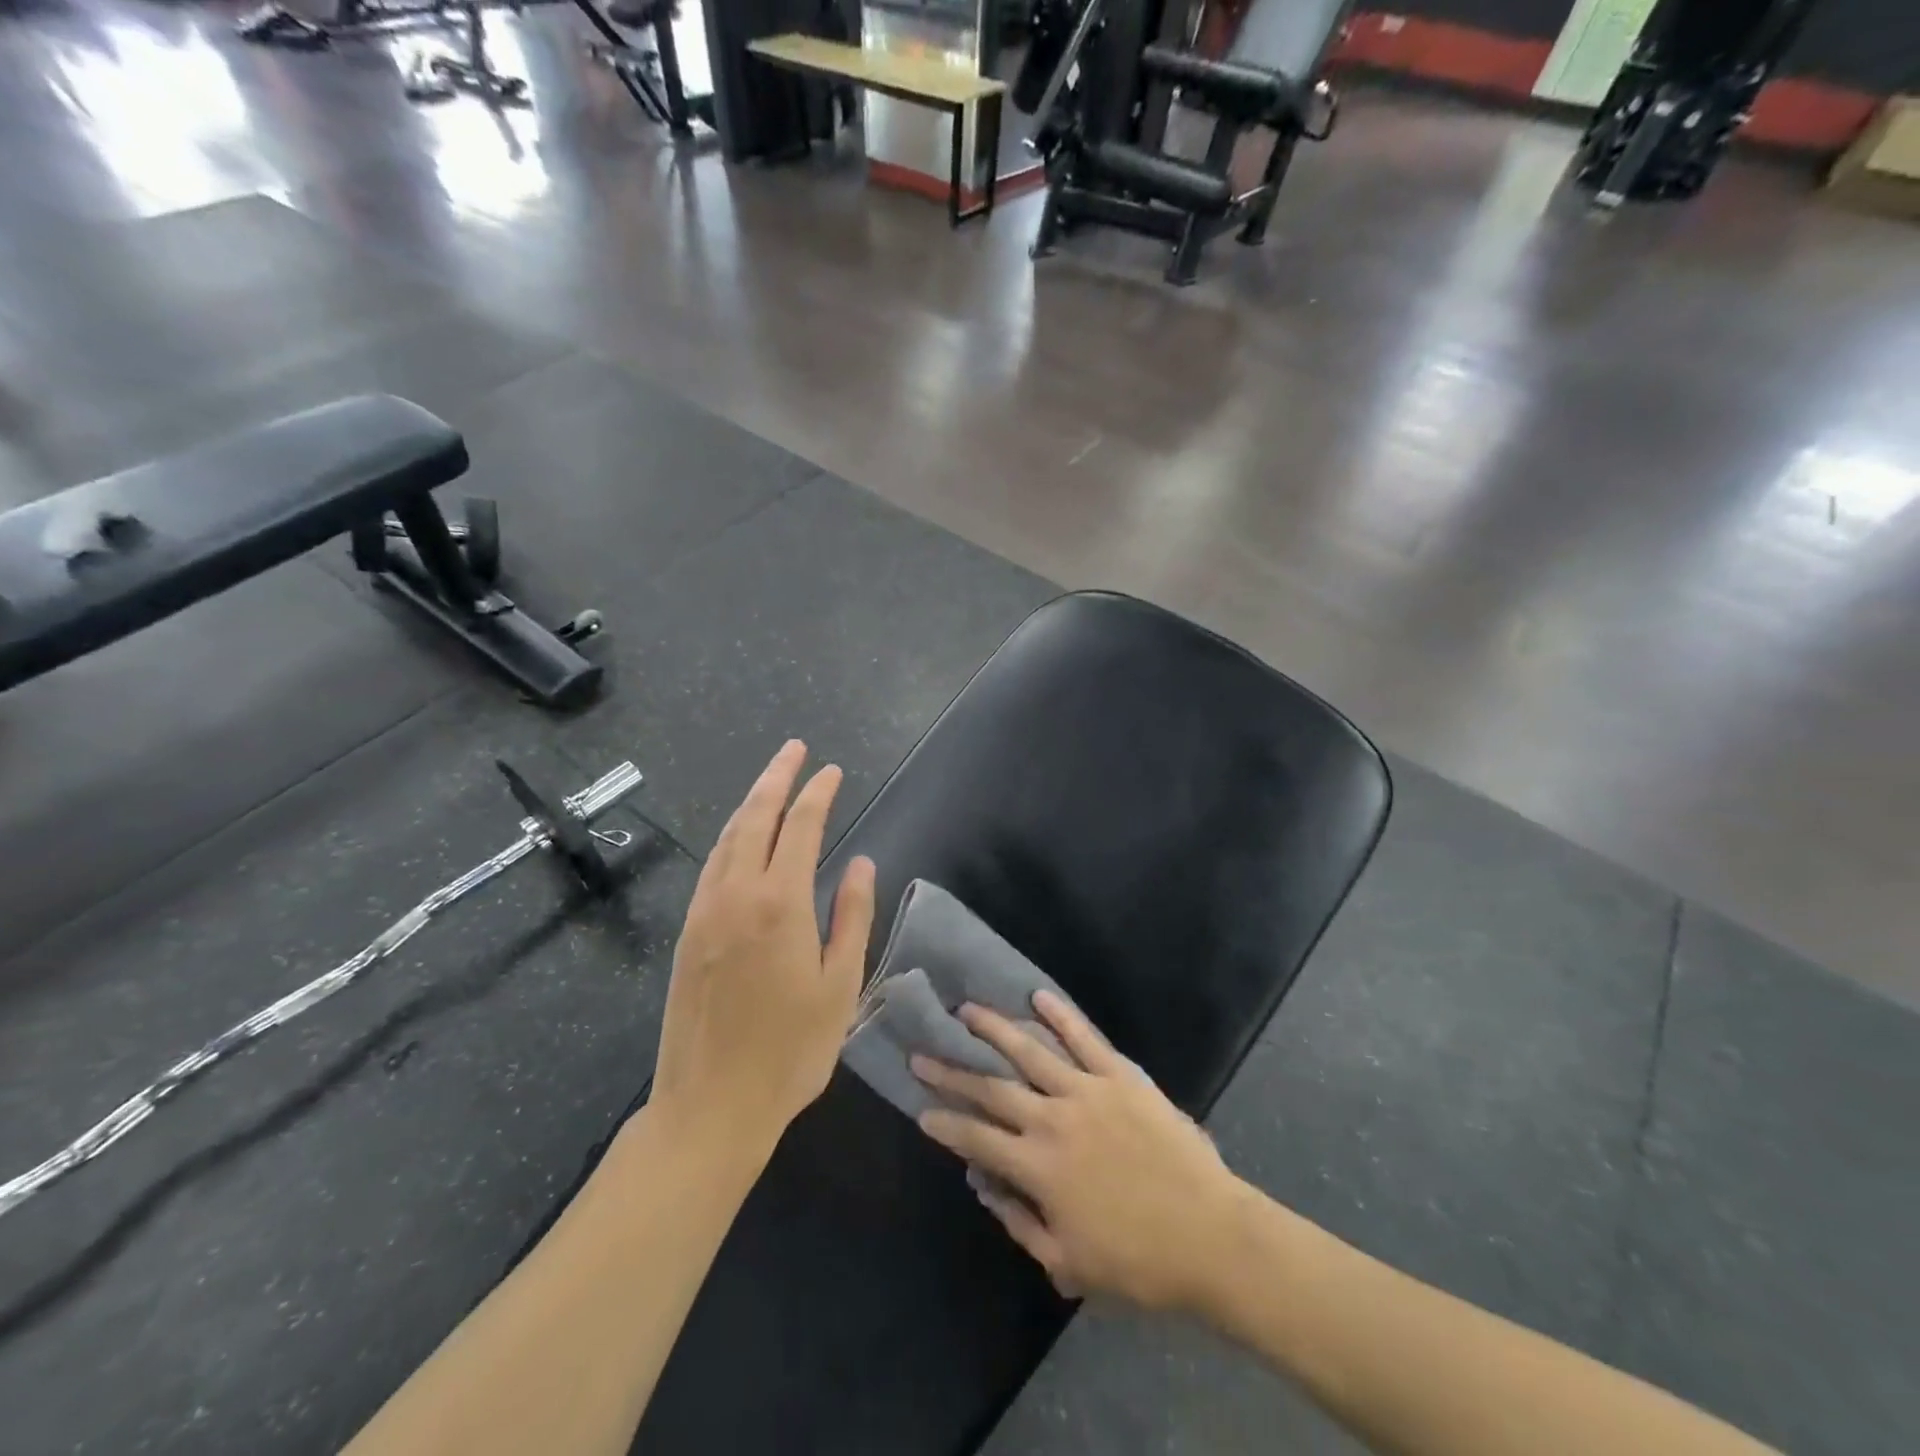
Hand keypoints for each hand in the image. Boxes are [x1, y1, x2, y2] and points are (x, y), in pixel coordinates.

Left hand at [650, 740, 876, 1161]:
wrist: (710, 1106)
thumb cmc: (791, 1051)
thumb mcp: (840, 985)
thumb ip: (852, 916)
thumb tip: (862, 861)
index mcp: (780, 904)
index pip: (799, 827)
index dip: (818, 793)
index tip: (832, 770)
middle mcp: (736, 894)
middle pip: (755, 817)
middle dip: (776, 777)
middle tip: (794, 749)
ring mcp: (704, 912)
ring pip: (727, 838)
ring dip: (750, 802)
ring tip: (770, 781)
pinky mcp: (688, 933)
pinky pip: (711, 866)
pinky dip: (730, 837)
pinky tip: (741, 839)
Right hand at [913, 992, 1239, 1310]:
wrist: (1210, 1236)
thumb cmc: (1138, 1260)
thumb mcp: (1067, 1261)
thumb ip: (1019, 1221)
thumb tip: (983, 1184)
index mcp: (1037, 1167)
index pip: (976, 1137)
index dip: (945, 1122)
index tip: (920, 1107)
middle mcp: (1053, 1119)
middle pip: (992, 1088)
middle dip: (953, 1070)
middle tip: (923, 1051)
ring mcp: (1087, 1091)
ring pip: (1030, 1051)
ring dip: (995, 1029)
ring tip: (967, 1010)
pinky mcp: (1120, 1076)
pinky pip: (1085, 1038)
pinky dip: (1060, 1015)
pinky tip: (1038, 996)